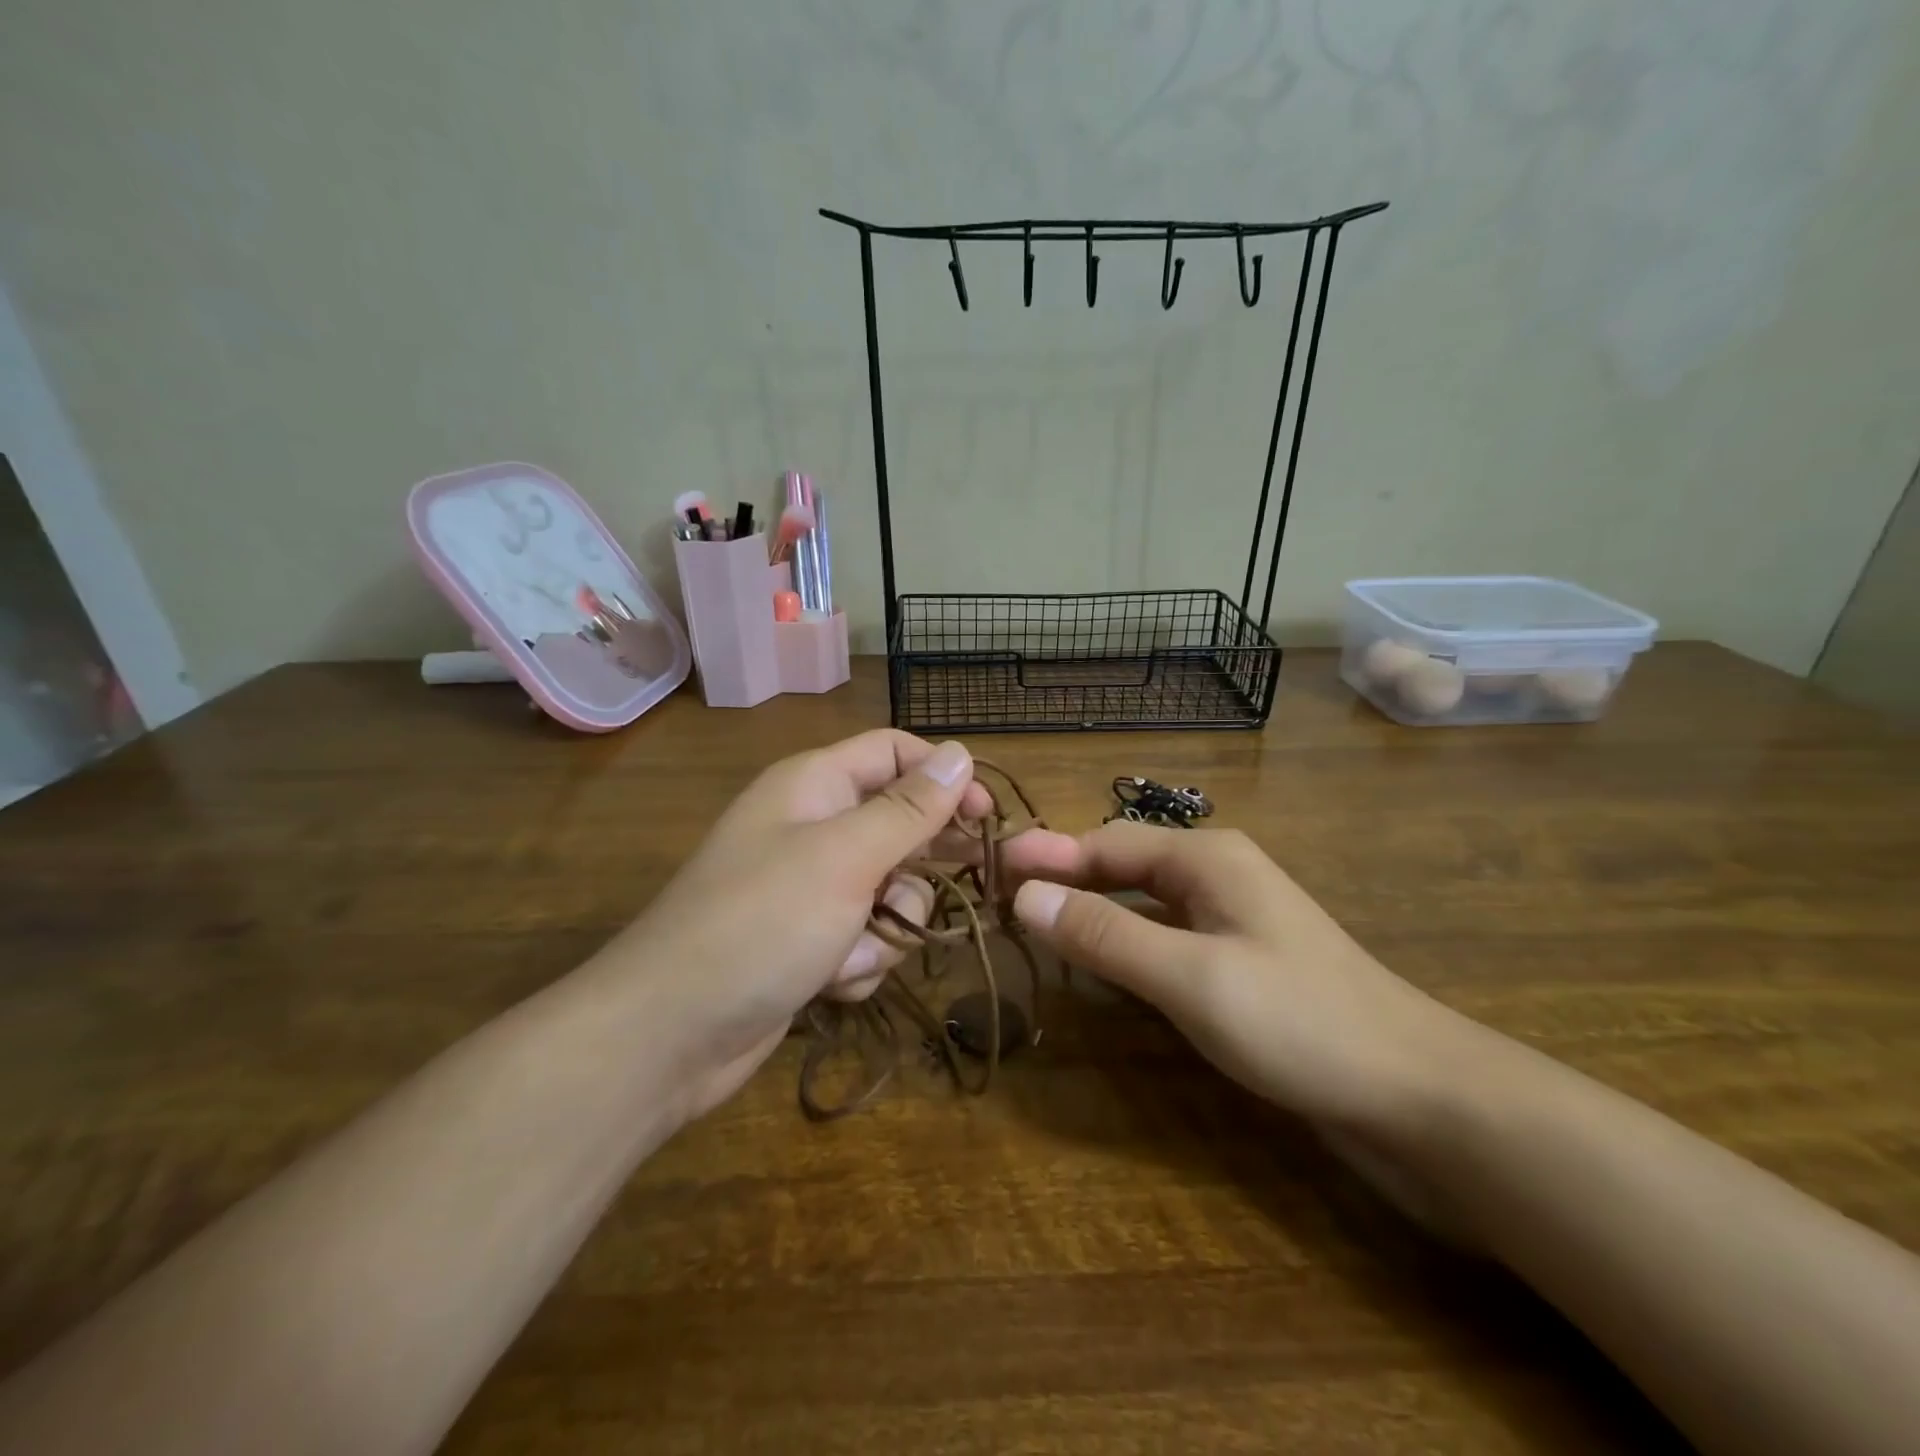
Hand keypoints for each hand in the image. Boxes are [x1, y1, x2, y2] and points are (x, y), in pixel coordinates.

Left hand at [591, 730, 992, 1122]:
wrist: (670, 1033)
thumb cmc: (762, 923)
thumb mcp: (846, 856)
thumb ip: (910, 807)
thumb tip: (961, 752)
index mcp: (814, 785)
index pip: (894, 753)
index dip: (943, 777)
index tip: (986, 818)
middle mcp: (812, 827)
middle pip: (898, 824)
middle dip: (918, 866)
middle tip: (947, 889)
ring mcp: (809, 888)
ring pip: (889, 890)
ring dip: (886, 927)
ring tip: (853, 951)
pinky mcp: (808, 940)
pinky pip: (865, 937)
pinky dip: (860, 961)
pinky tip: (831, 981)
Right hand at [1004, 822, 1473, 1141]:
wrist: (1417, 1093)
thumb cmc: (1299, 1022)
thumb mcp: (1189, 976)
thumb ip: (1105, 934)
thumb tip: (1023, 895)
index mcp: (1206, 858)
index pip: (1104, 843)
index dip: (1046, 855)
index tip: (990, 867)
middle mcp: (1216, 874)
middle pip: (1122, 863)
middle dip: (1063, 876)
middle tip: (1002, 897)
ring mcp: (1232, 917)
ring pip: (1142, 899)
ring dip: (1090, 906)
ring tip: (1036, 922)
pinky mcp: (1240, 958)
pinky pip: (1164, 933)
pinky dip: (1123, 937)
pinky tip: (1101, 960)